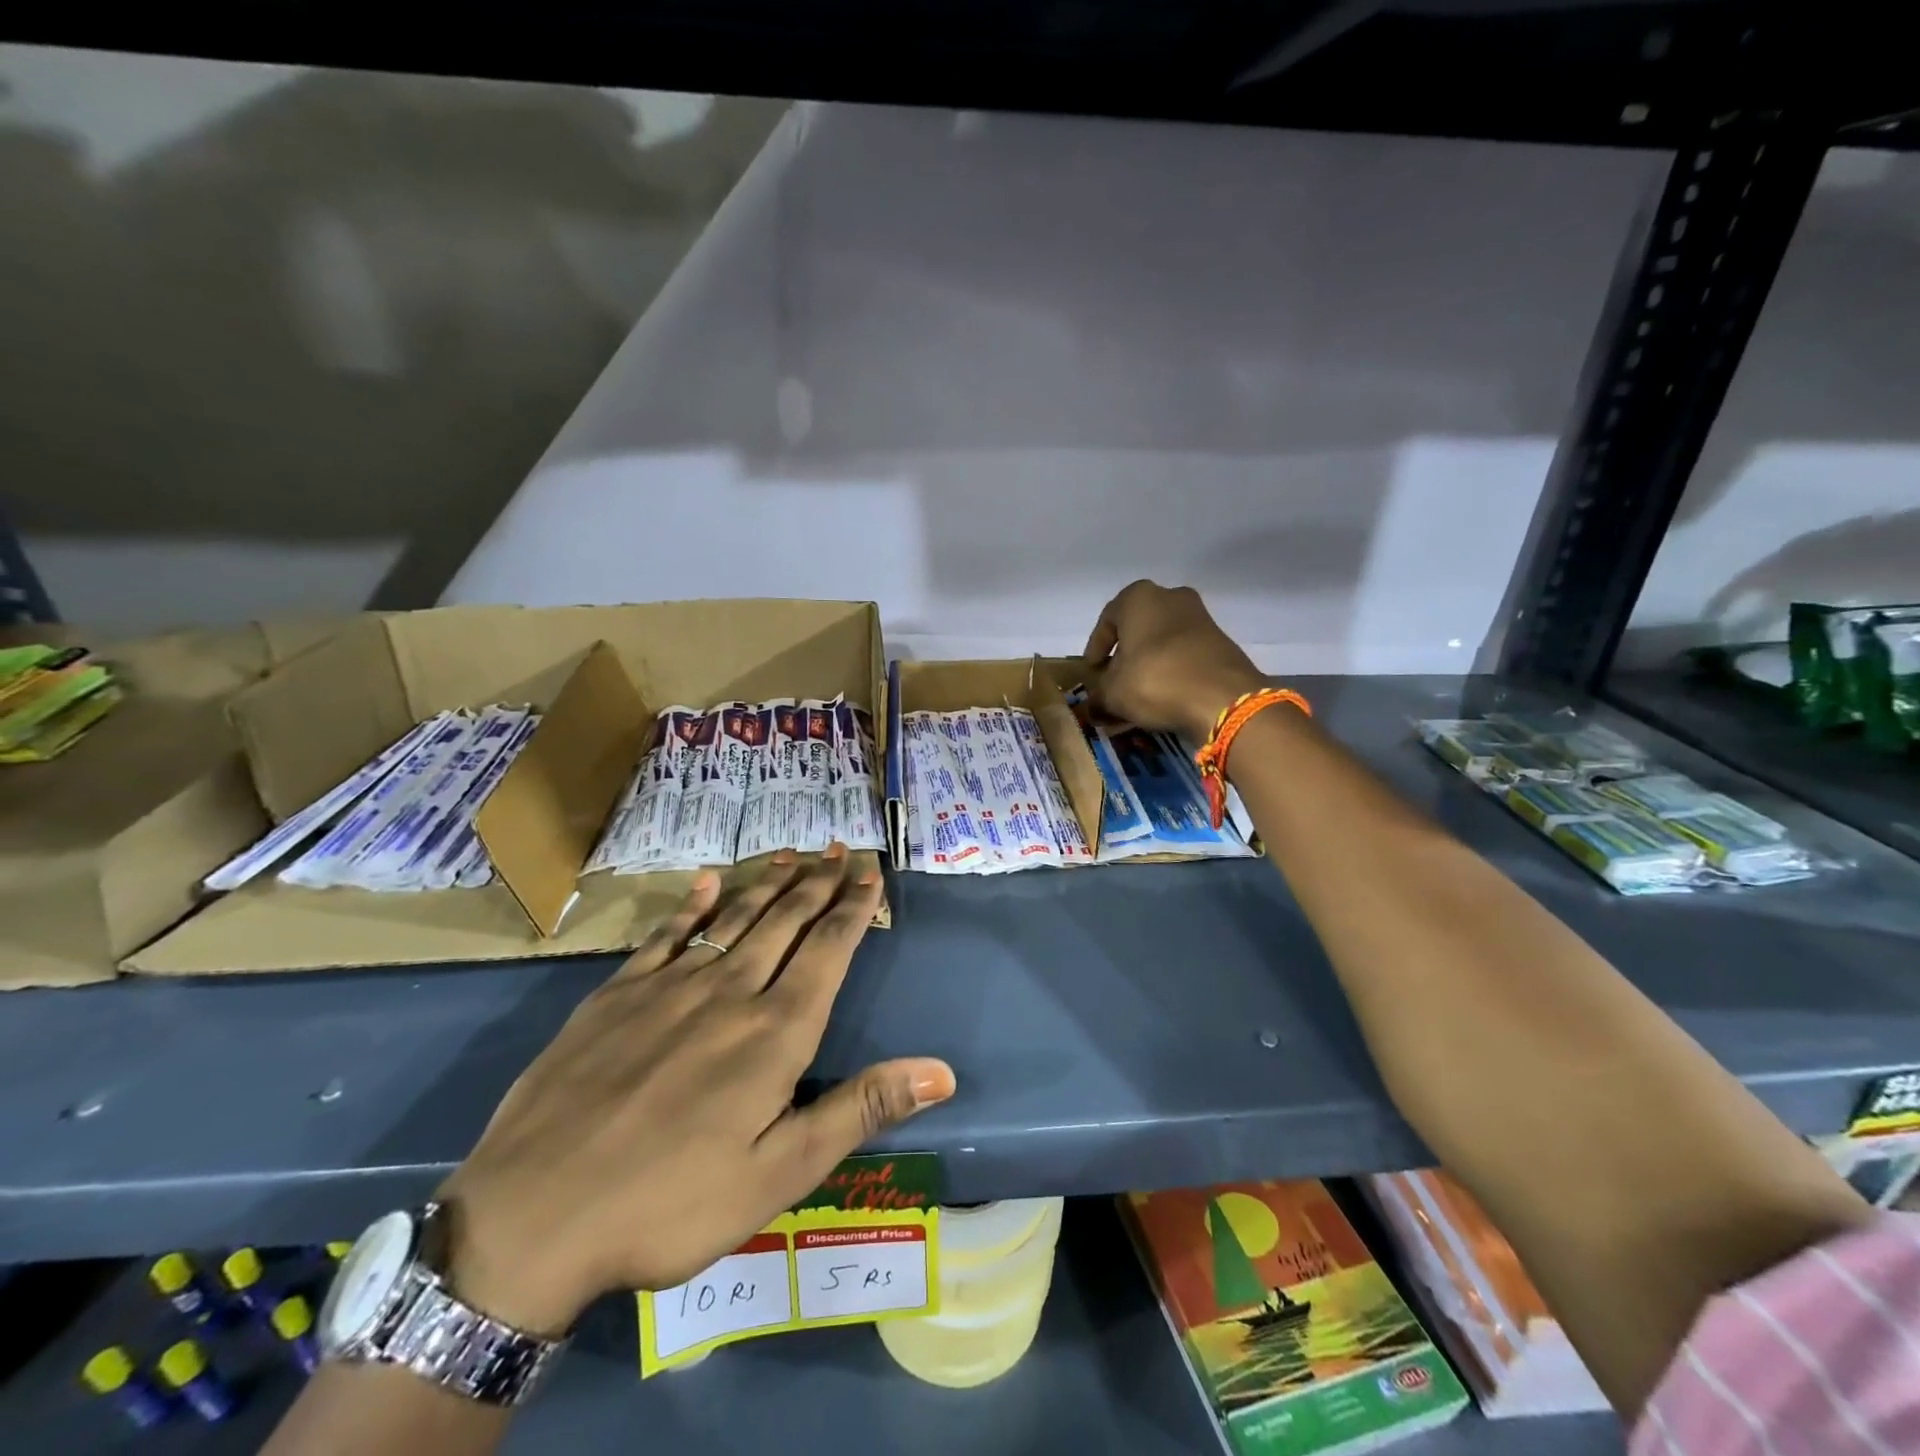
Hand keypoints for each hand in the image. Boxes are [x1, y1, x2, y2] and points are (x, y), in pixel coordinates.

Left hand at [434, 846, 955, 1335]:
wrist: (531, 1217)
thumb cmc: (671, 1204)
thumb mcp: (780, 1174)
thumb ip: (860, 1109)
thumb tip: (942, 1071)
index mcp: (775, 1031)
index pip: (828, 950)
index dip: (853, 907)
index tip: (869, 871)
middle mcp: (730, 991)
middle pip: (784, 921)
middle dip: (816, 883)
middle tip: (836, 849)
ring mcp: (668, 986)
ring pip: (732, 917)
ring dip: (766, 883)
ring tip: (790, 855)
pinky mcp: (615, 995)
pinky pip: (665, 934)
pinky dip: (691, 904)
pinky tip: (705, 881)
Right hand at [1083, 581, 1265, 739]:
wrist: (1222, 697)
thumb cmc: (1154, 680)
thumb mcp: (1112, 693)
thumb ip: (1097, 697)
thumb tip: (1095, 708)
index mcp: (1138, 597)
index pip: (1106, 622)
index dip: (1095, 650)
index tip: (1092, 672)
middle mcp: (1170, 597)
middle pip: (1137, 629)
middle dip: (1123, 657)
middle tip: (1113, 683)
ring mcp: (1200, 617)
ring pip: (1162, 642)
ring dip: (1148, 665)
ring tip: (1138, 694)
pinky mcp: (1220, 641)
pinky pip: (1184, 654)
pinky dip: (1171, 671)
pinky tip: (1164, 696)